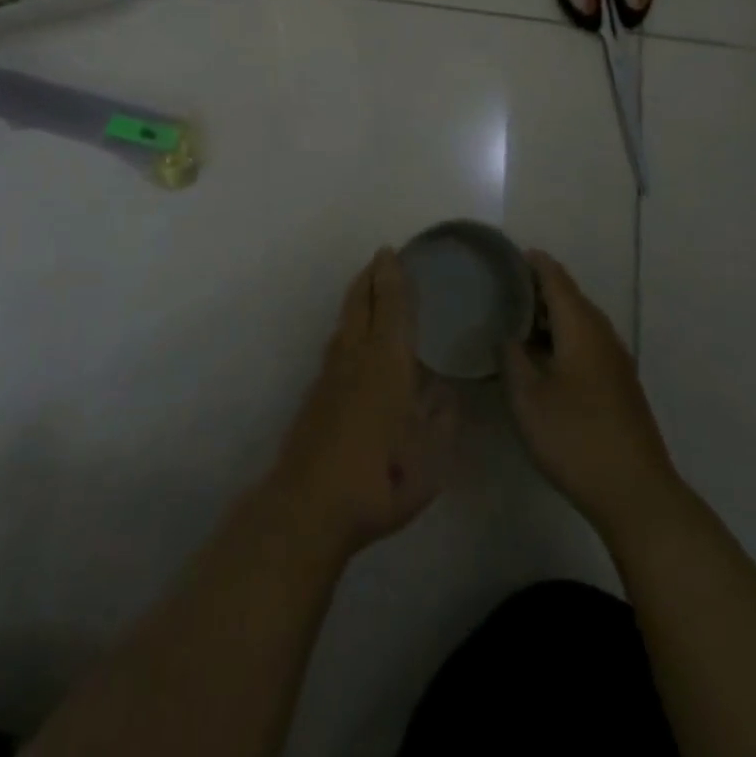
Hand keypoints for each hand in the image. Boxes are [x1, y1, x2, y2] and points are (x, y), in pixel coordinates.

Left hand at [267, 250, 456, 565]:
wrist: (310, 504)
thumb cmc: (381, 476)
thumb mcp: (431, 454)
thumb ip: (442, 417)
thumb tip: (445, 390)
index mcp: (388, 360)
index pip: (391, 305)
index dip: (392, 276)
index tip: (392, 252)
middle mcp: (356, 356)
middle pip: (360, 303)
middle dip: (370, 277)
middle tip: (380, 259)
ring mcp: (330, 374)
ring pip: (344, 321)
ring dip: (356, 298)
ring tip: (367, 289)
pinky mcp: (316, 395)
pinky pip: (336, 344)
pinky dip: (348, 326)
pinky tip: (353, 341)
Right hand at [504, 251, 680, 537]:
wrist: (636, 493)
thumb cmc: (575, 438)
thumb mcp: (528, 398)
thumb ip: (512, 358)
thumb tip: (507, 334)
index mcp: (581, 327)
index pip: (555, 278)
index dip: (532, 263)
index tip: (505, 256)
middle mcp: (602, 334)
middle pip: (569, 297)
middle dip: (537, 288)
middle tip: (501, 288)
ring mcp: (615, 360)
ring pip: (579, 322)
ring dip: (550, 315)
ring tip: (515, 319)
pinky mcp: (619, 384)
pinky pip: (586, 343)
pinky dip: (562, 337)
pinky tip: (543, 357)